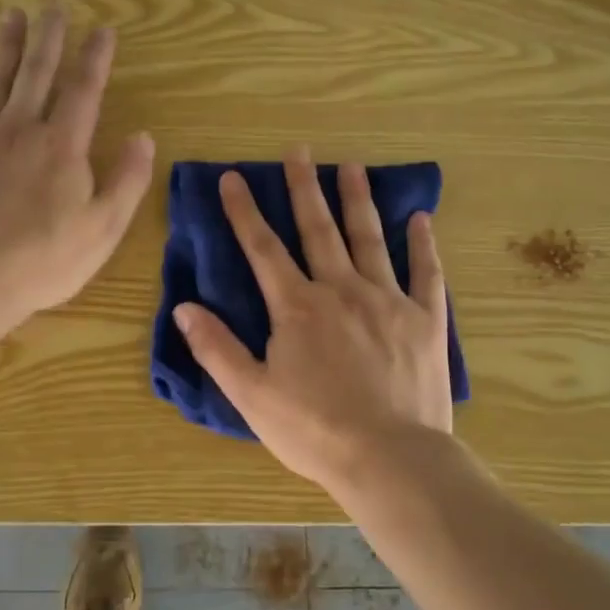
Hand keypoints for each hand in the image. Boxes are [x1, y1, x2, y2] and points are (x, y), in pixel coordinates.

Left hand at [0, 2, 153, 320]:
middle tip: (54, 5)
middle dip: (49, 37)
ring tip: (11, 15)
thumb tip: (143, 137)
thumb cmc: (45, 259)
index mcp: (62, 145)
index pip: (84, 90)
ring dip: (4, 47)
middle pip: (36, 73)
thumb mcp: (104, 227)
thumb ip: (127, 180)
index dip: (95, 57)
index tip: (103, 30)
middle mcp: (20, 129)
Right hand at [171, 149, 452, 492]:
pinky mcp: (425, 320)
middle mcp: (342, 290)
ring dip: (357, 201)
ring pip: (370, 239)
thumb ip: (217, 348)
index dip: (244, 211)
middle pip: (318, 230)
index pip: (263, 248)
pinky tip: (422, 218)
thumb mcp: (251, 395)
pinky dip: (423, 245)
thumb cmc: (314, 430)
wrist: (390, 459)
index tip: (234, 177)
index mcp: (298, 307)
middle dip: (304, 188)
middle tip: (299, 151)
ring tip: (351, 167)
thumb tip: (183, 307)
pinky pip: (425, 273)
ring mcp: (388, 301)